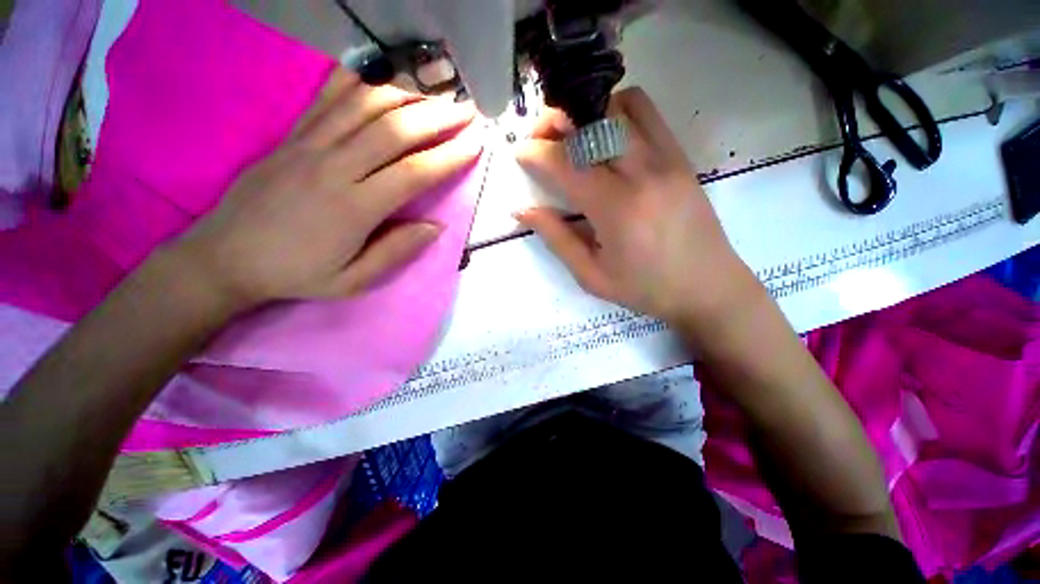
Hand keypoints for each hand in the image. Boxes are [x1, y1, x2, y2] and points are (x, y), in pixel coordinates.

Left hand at [172, 68, 480, 312]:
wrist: (225, 257)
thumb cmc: (296, 274)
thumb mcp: (353, 281)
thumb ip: (396, 252)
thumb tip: (435, 226)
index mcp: (355, 208)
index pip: (414, 173)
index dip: (449, 157)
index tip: (475, 145)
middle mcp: (334, 167)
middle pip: (394, 130)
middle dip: (437, 117)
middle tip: (466, 110)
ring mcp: (309, 145)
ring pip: (364, 106)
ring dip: (407, 93)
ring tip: (436, 90)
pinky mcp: (292, 136)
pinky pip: (328, 99)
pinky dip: (358, 80)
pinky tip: (381, 73)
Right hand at [516, 87, 758, 329]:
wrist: (708, 287)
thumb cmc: (645, 289)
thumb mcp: (591, 275)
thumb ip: (555, 238)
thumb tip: (521, 211)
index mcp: (615, 209)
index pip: (566, 163)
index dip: (535, 152)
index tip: (518, 153)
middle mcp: (642, 173)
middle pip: (593, 120)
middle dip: (556, 120)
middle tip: (540, 139)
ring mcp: (667, 159)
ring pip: (621, 106)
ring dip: (588, 113)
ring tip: (572, 136)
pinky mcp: (681, 157)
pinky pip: (647, 114)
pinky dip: (617, 114)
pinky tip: (605, 140)